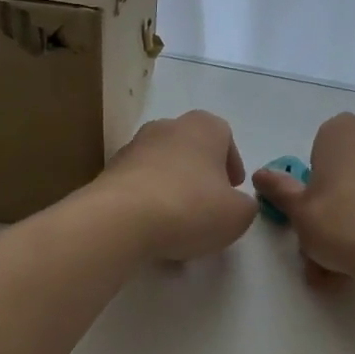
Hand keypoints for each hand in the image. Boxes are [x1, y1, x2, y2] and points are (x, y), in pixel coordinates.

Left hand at [94, 111, 258, 261]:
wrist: (121, 220)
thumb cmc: (191, 208)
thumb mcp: (238, 215)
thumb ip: (245, 206)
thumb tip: (235, 203)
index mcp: (203, 127)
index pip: (224, 136)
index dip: (231, 164)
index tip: (233, 190)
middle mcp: (166, 127)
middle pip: (191, 148)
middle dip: (201, 173)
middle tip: (208, 204)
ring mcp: (133, 146)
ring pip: (162, 165)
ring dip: (173, 186)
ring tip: (178, 221)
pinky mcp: (109, 171)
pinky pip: (138, 183)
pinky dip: (148, 200)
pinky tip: (151, 227)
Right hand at [251, 113, 354, 278]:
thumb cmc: (337, 221)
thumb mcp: (298, 209)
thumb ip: (280, 188)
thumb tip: (260, 174)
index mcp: (344, 130)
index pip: (322, 146)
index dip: (317, 176)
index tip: (314, 203)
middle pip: (350, 166)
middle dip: (339, 196)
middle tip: (327, 235)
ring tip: (347, 258)